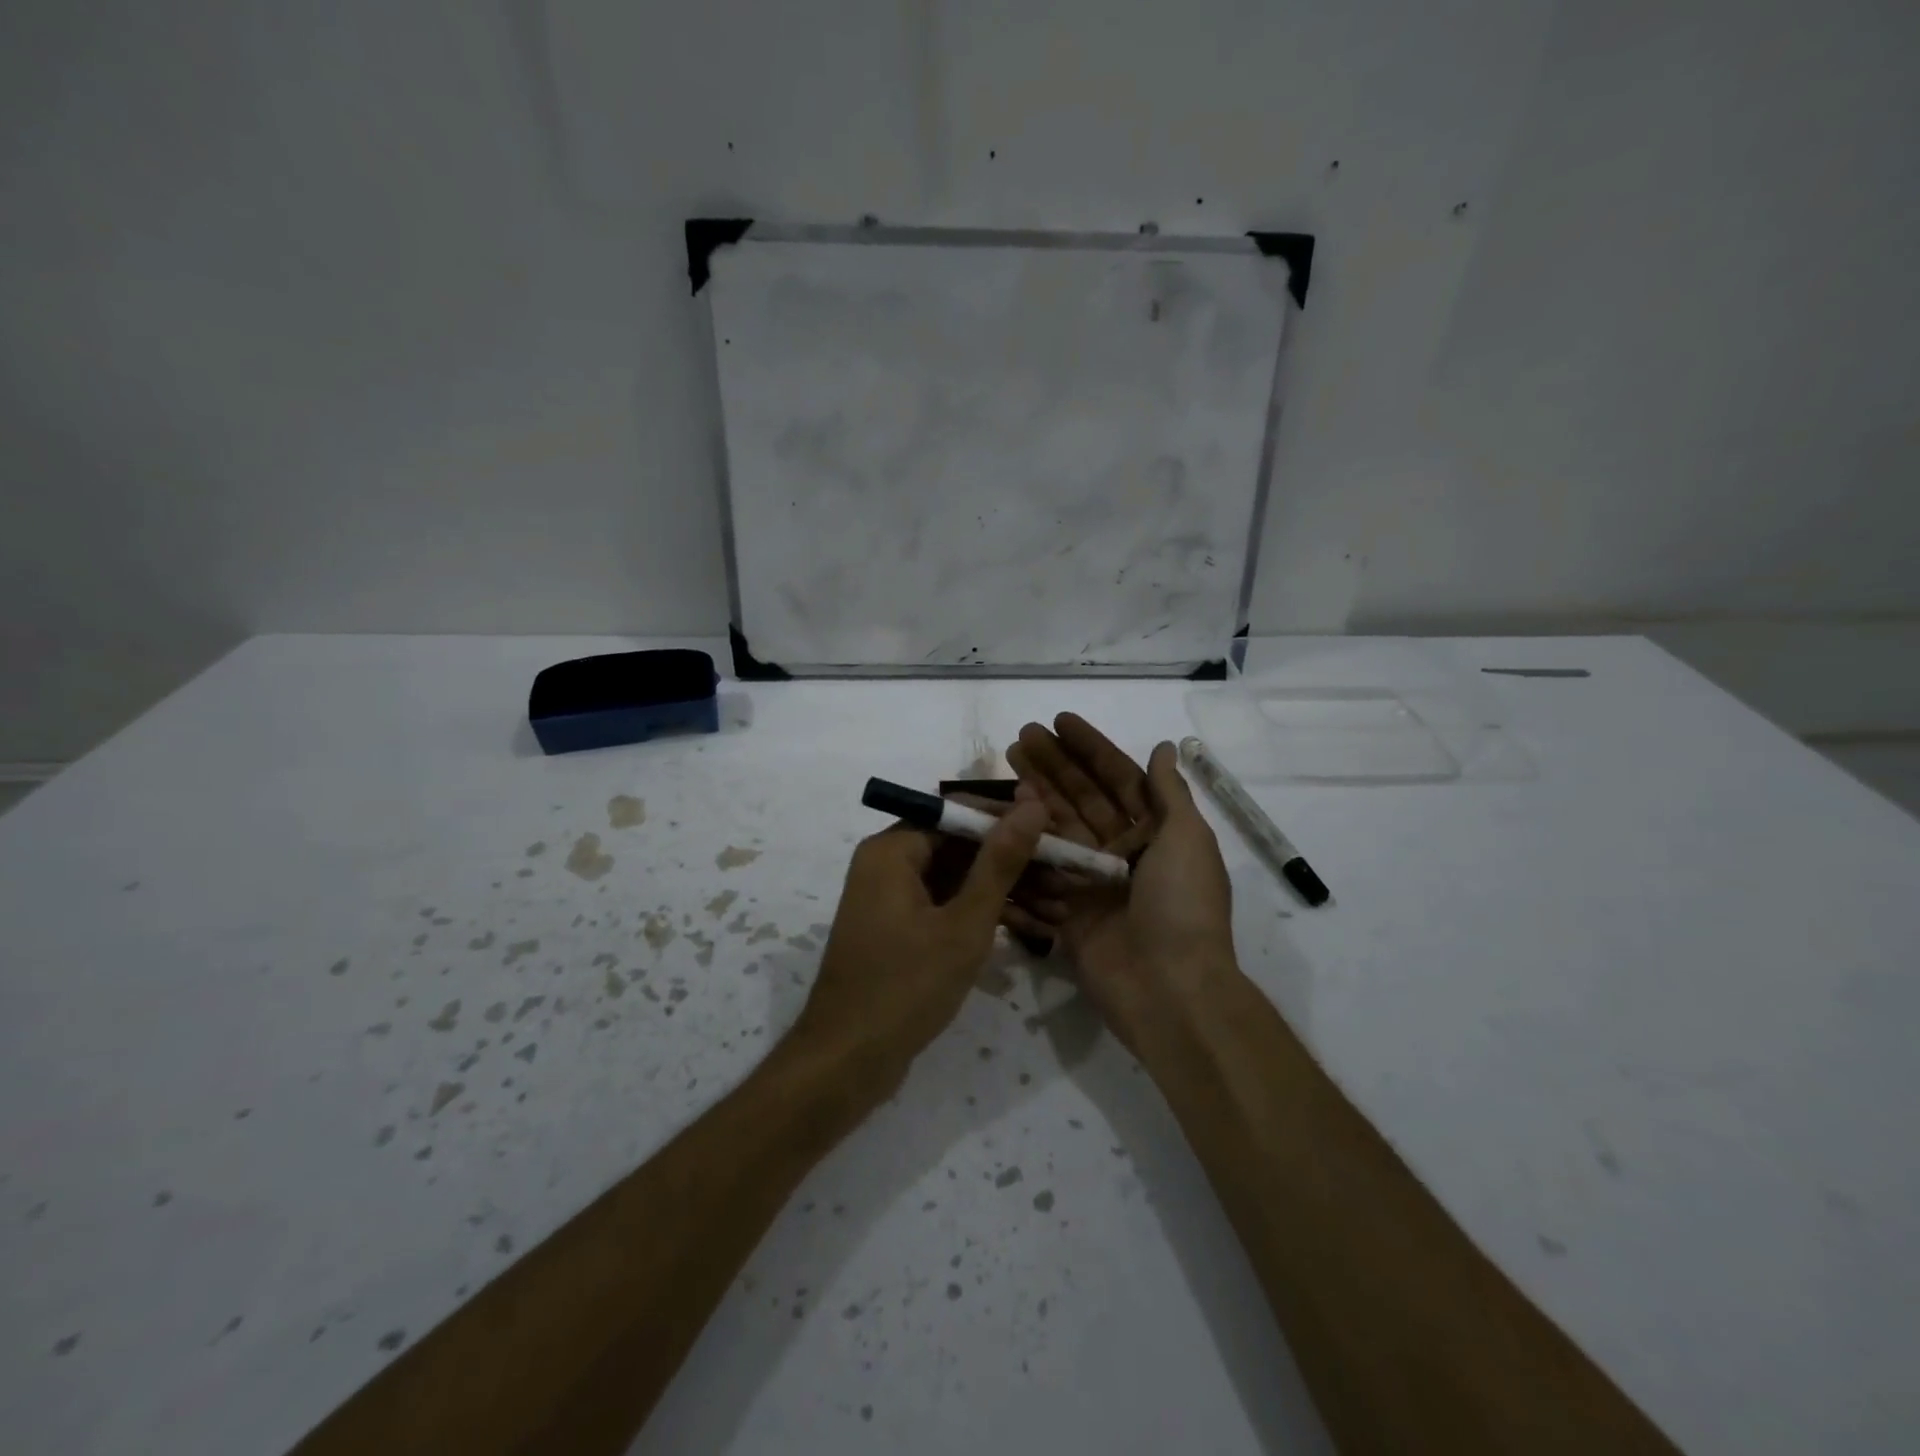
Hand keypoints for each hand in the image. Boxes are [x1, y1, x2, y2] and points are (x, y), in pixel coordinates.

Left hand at [794, 801, 1048, 1087]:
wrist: (847, 1062)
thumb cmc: (906, 986)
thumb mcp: (964, 923)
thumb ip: (1000, 862)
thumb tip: (1032, 804)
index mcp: (893, 850)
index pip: (961, 815)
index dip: (1012, 823)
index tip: (1058, 836)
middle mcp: (889, 864)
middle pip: (963, 848)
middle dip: (1018, 864)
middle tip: (1069, 877)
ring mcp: (895, 899)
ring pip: (961, 880)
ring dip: (1010, 893)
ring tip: (1064, 909)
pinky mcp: (902, 930)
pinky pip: (950, 907)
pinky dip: (986, 917)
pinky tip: (1036, 931)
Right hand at [1006, 716, 1238, 1047]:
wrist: (1170, 989)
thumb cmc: (1182, 906)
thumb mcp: (1188, 840)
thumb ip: (1169, 794)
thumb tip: (1163, 748)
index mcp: (1154, 833)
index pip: (1117, 779)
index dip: (1089, 749)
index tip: (1058, 721)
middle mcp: (1121, 852)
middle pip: (1080, 799)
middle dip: (1053, 766)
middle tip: (1019, 737)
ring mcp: (1091, 882)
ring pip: (1055, 830)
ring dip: (1031, 798)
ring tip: (1003, 767)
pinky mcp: (1066, 913)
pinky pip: (1040, 874)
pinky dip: (1020, 849)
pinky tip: (996, 821)